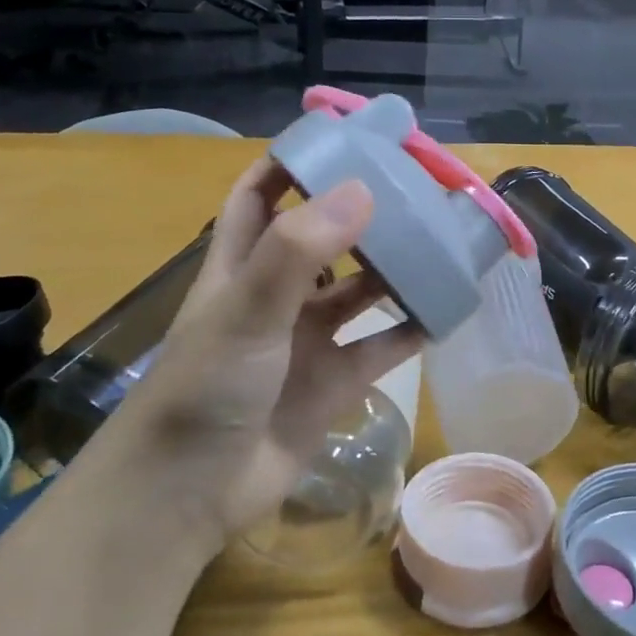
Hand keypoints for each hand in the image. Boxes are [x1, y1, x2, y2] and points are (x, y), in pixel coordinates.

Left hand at [105, 159, 420, 546]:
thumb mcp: (246, 311)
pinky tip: (446, 311)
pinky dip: (410, 331)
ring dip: (394, 271)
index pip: (262, 194)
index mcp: (241, 265)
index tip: (345, 140)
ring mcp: (306, 341)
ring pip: (359, 293)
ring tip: (441, 244)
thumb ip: (298, 251)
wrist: (189, 495)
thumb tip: (363, 189)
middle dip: (363, 215)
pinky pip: (381, 348)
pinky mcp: (333, 383)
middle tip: (415, 191)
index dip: (294, 163)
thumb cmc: (205, 389)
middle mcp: (276, 296)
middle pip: (323, 239)